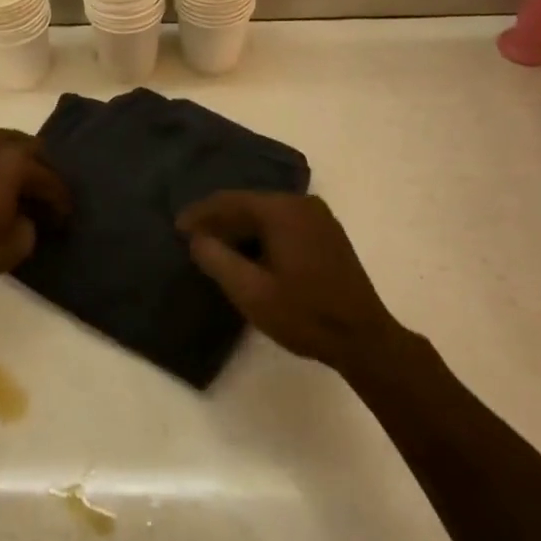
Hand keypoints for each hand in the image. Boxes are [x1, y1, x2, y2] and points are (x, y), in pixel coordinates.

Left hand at [0, 129, 71, 289]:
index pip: (49, 178)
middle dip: (43, 170)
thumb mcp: (18, 244)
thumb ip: (33, 223)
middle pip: (31, 148)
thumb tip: (28, 215)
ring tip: (23, 188)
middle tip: (47, 197)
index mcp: (16, 160)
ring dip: (19, 162)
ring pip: (6, 143)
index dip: (61, 201)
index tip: (65, 219)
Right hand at [176, 191, 403, 373]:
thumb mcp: (250, 292)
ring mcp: (318, 217)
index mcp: (282, 211)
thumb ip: (217, 259)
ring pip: (265, 214)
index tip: (177, 228)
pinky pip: (282, 223)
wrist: (363, 339)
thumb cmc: (303, 315)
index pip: (230, 201)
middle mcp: (301, 203)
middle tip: (193, 239)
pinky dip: (260, 234)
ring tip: (215, 247)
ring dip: (239, 228)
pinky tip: (248, 253)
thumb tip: (196, 238)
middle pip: (248, 204)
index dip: (200, 214)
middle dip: (219, 220)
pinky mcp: (326, 233)